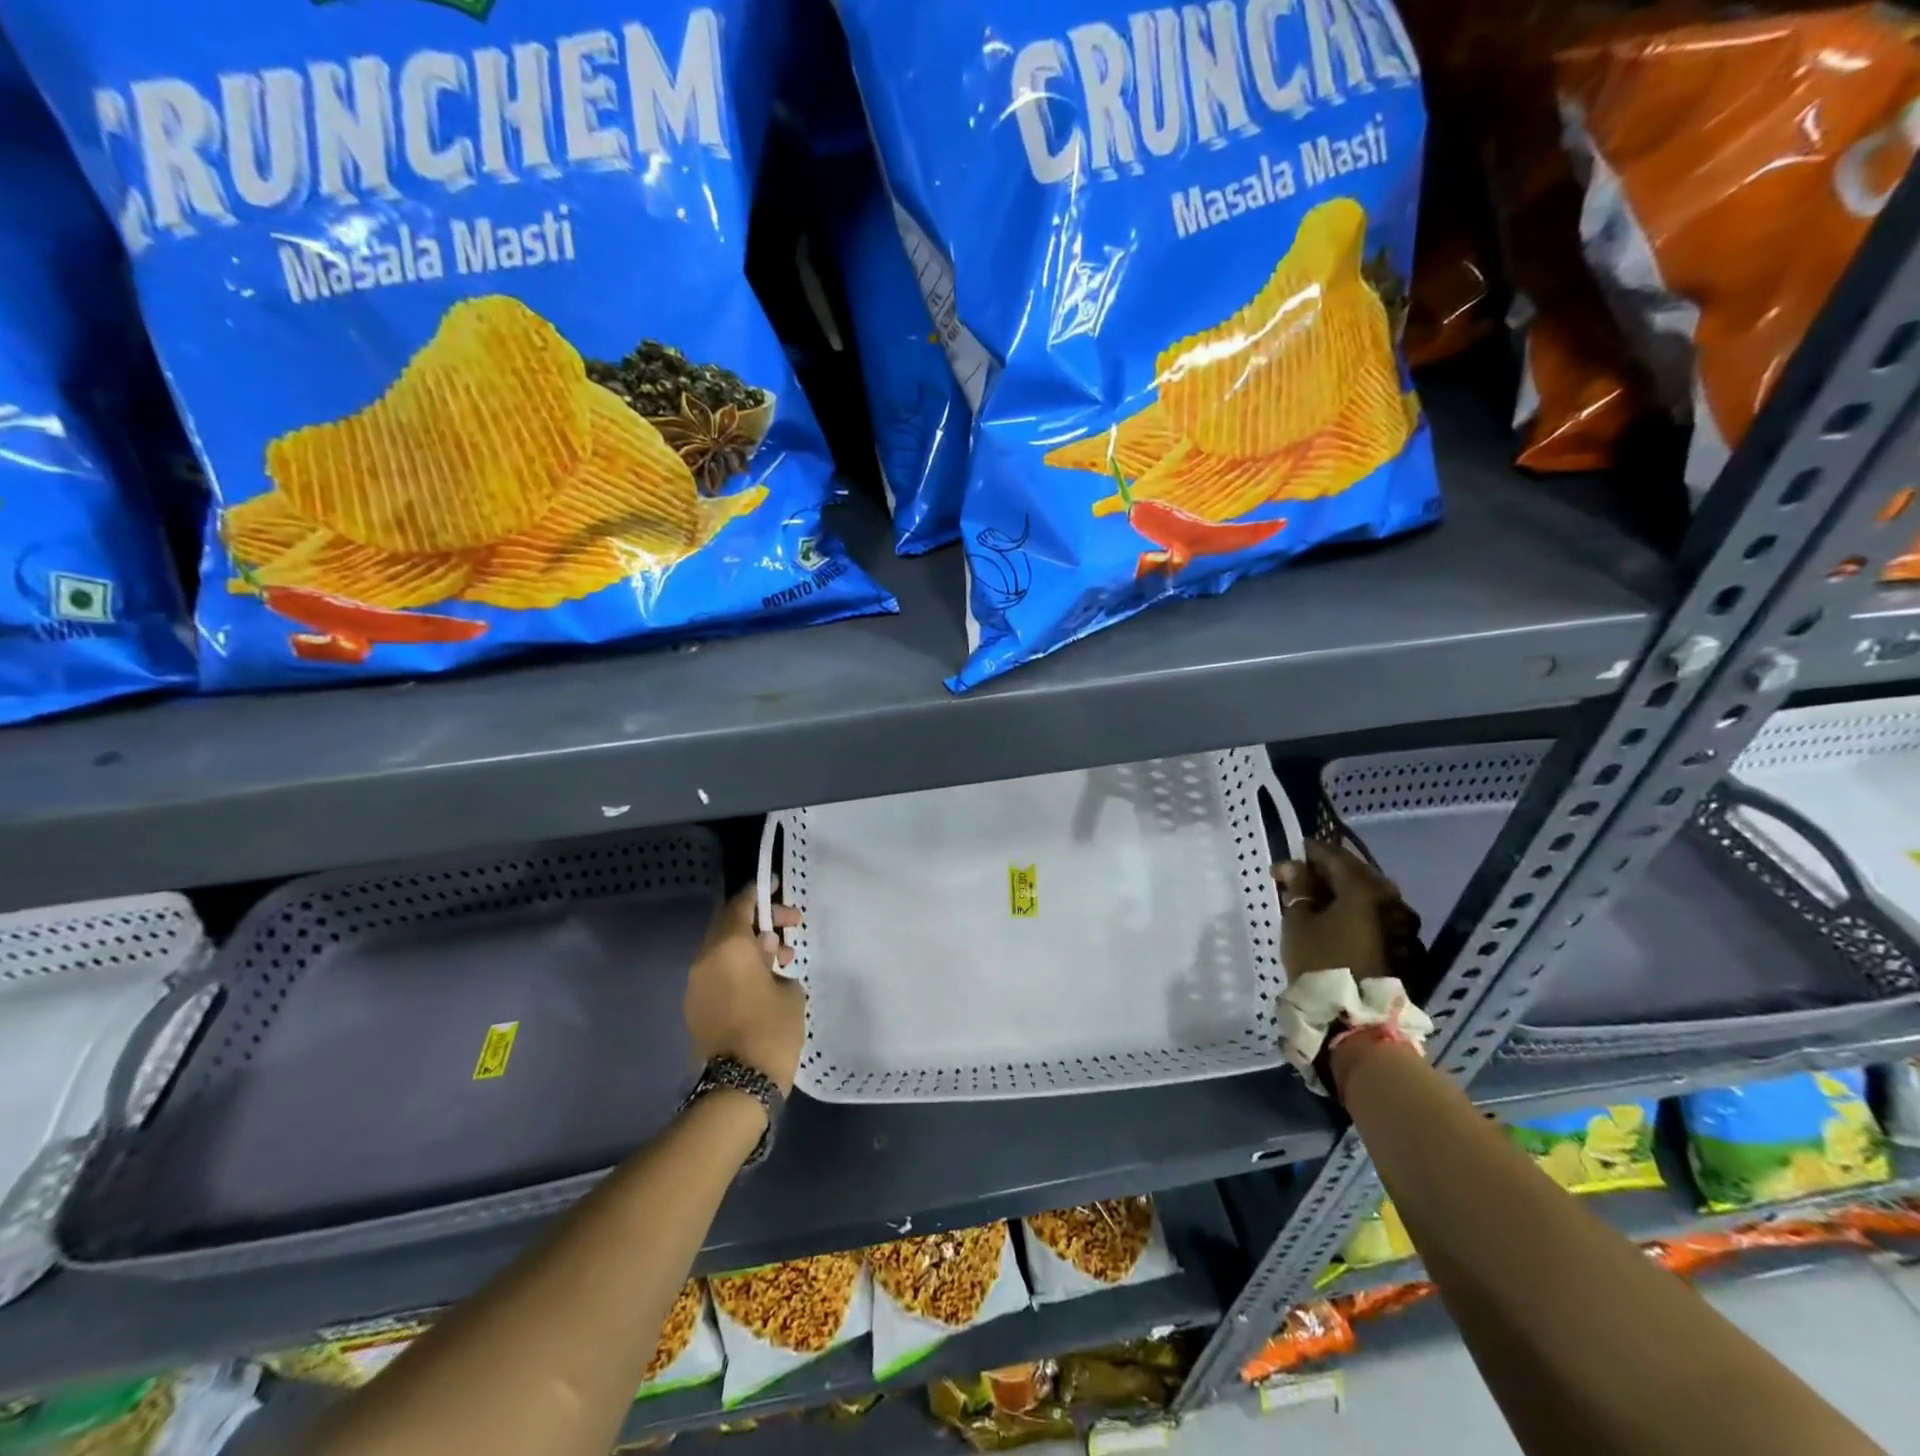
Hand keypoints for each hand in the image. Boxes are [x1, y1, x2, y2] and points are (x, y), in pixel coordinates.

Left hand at [684, 885, 805, 1094]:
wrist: (738, 1087)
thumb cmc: (771, 1030)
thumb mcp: (790, 991)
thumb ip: (778, 964)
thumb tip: (767, 962)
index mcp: (728, 947)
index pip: (741, 905)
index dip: (760, 893)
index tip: (776, 886)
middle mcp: (705, 959)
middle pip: (730, 925)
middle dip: (761, 922)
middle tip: (791, 926)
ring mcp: (695, 984)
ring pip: (723, 950)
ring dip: (750, 946)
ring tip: (782, 958)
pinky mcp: (694, 1007)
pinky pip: (717, 973)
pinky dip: (738, 968)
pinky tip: (763, 981)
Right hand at [1273, 839, 1420, 982]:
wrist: (1358, 1019)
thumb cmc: (1321, 962)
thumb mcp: (1298, 921)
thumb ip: (1297, 887)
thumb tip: (1292, 865)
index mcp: (1364, 888)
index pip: (1335, 856)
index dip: (1312, 851)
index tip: (1293, 851)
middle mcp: (1391, 900)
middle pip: (1357, 873)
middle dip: (1329, 871)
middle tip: (1303, 876)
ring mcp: (1403, 925)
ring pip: (1370, 896)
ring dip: (1345, 892)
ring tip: (1319, 899)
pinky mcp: (1405, 948)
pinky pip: (1377, 916)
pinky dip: (1358, 911)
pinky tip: (1339, 920)